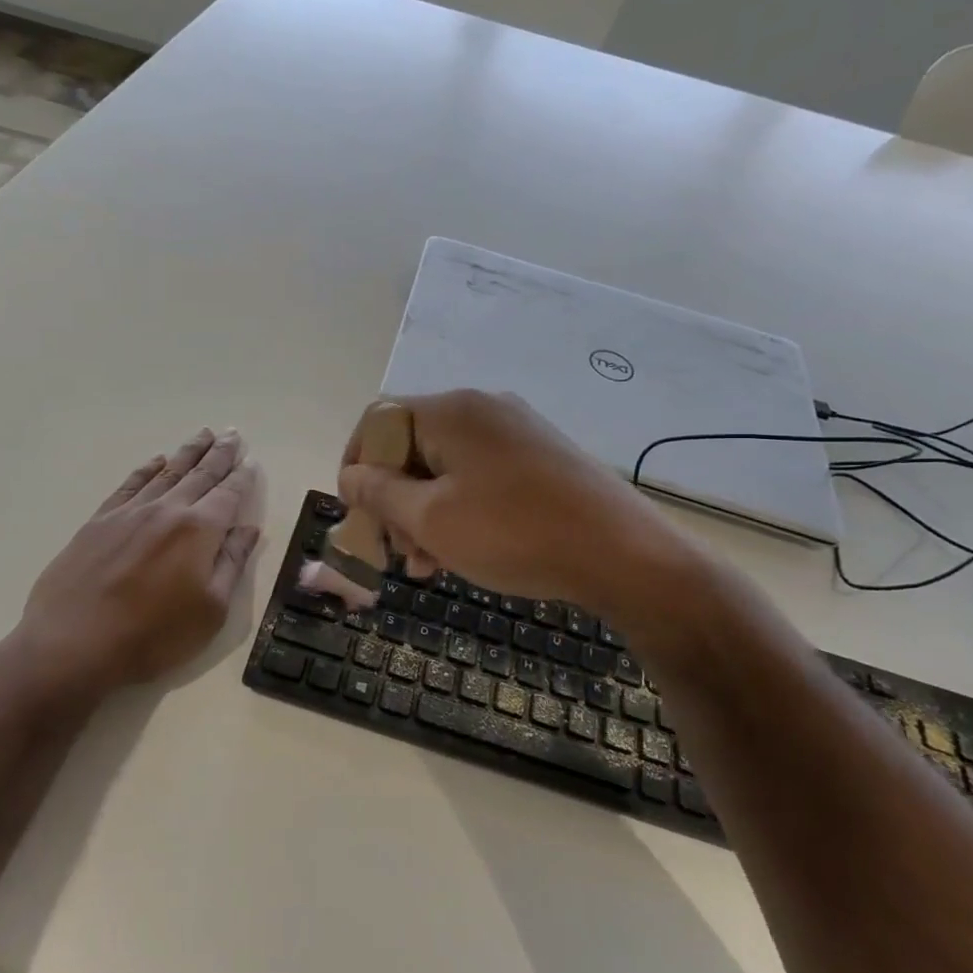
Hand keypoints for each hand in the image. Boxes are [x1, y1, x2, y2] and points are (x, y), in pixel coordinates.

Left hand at [10, 428, 259, 695]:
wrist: (73, 644)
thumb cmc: (153, 635)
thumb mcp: (210, 610)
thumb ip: (231, 564)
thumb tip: (249, 529)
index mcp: (199, 530)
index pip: (228, 494)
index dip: (242, 478)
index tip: (251, 461)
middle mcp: (167, 510)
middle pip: (199, 474)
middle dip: (219, 453)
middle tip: (232, 433)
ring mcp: (129, 512)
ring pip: (166, 472)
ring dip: (188, 452)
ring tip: (203, 434)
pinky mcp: (99, 521)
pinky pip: (130, 484)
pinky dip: (147, 469)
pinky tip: (156, 460)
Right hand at [337, 390, 678, 604]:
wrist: (623, 554)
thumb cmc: (514, 533)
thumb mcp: (431, 519)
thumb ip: (379, 493)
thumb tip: (349, 475)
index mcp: (451, 410)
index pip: (378, 421)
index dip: (356, 466)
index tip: (357, 515)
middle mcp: (483, 408)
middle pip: (412, 446)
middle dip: (393, 500)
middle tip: (397, 553)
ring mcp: (516, 431)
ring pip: (445, 466)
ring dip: (424, 512)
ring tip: (427, 564)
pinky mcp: (540, 457)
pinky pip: (479, 475)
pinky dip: (459, 508)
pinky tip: (462, 550)